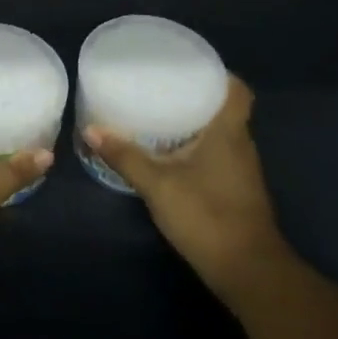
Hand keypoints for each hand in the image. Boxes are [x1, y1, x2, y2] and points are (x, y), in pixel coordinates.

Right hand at [83, 74, 282, 283]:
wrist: (247, 271)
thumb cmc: (206, 215)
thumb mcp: (157, 184)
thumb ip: (125, 156)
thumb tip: (91, 129)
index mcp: (229, 131)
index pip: (237, 90)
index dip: (219, 74)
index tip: (189, 67)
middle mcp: (241, 144)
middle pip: (225, 109)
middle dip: (196, 96)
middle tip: (162, 86)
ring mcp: (242, 170)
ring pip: (221, 133)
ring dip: (196, 123)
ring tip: (160, 113)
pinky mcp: (236, 191)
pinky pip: (217, 155)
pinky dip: (197, 147)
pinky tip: (170, 153)